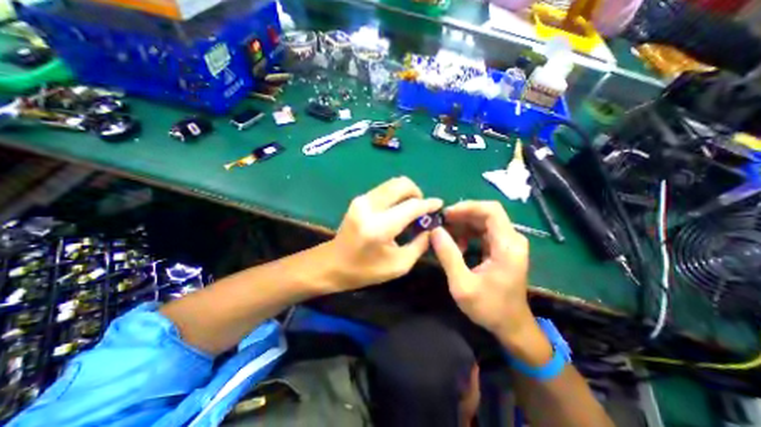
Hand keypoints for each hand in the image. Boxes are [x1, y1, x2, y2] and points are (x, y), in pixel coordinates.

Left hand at [329, 175, 446, 290]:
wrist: (332, 264)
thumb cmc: (365, 270)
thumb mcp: (398, 265)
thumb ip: (420, 245)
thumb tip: (431, 228)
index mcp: (379, 227)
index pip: (411, 206)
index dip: (428, 204)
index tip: (439, 204)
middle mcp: (369, 207)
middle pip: (401, 184)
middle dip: (417, 192)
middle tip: (422, 208)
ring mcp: (361, 200)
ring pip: (392, 183)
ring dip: (406, 192)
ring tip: (411, 209)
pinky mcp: (359, 199)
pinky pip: (384, 189)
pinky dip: (396, 195)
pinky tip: (398, 209)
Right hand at [434, 201, 534, 346]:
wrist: (512, 326)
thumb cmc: (489, 308)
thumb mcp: (462, 284)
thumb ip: (448, 255)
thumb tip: (434, 230)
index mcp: (507, 246)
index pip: (491, 210)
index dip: (467, 207)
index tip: (446, 214)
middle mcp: (512, 239)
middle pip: (486, 214)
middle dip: (461, 215)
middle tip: (440, 223)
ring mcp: (508, 243)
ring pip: (483, 221)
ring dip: (462, 224)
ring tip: (445, 235)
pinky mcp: (502, 248)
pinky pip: (483, 231)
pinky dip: (467, 233)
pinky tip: (457, 246)